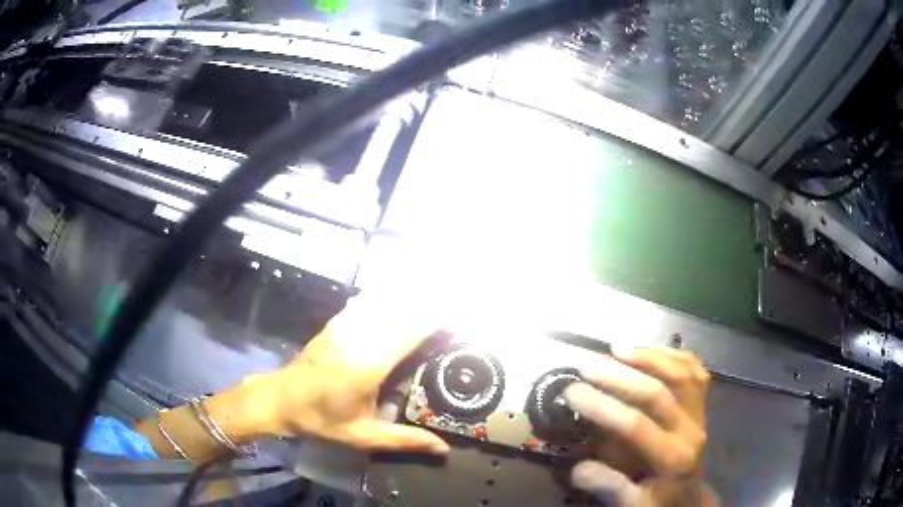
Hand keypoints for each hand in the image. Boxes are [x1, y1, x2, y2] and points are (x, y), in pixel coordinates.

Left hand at [245, 291, 449, 453]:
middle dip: (431, 304)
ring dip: (412, 297)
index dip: (437, 320)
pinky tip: (400, 296)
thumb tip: (444, 449)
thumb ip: (404, 440)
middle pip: (402, 309)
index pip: (411, 331)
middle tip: (457, 306)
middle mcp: (358, 337)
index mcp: (368, 364)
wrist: (281, 399)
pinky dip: (389, 297)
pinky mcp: (337, 322)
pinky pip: (369, 302)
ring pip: (386, 301)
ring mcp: (345, 325)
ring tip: (436, 297)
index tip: (461, 318)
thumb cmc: (322, 420)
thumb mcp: (363, 436)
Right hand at [564, 348, 715, 505]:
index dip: (603, 406)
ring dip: (649, 357)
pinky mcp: (703, 404)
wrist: (691, 497)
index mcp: (672, 458)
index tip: (571, 392)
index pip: (636, 425)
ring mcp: (701, 413)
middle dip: (620, 377)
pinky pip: (696, 371)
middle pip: (658, 394)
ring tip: (618, 348)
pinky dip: (676, 356)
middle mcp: (691, 430)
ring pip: (681, 374)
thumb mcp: (632, 504)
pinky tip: (654, 350)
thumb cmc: (659, 500)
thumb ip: (608, 486)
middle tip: (588, 367)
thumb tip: (577, 467)